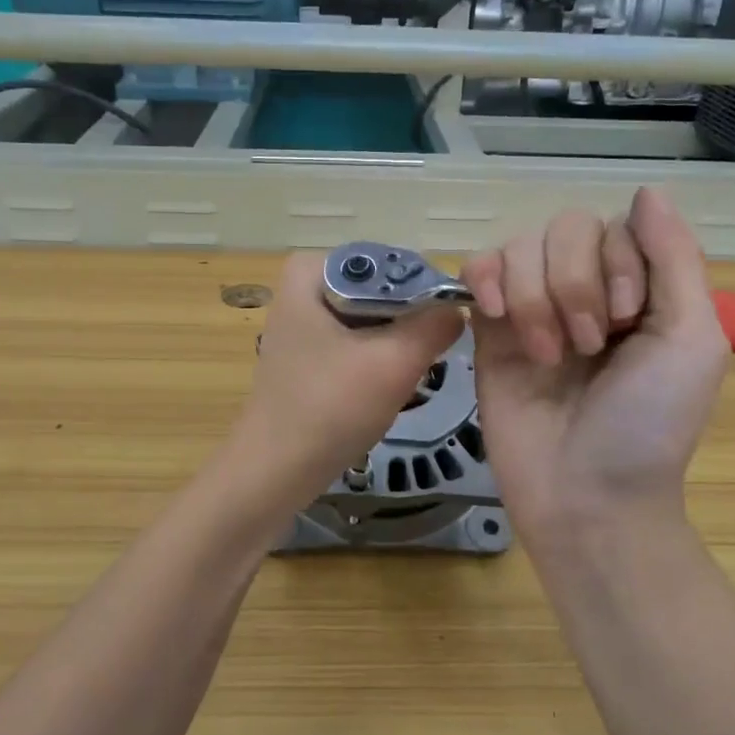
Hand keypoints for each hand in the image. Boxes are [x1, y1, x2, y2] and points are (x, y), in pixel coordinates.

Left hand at [233, 252, 463, 507]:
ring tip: (404, 376)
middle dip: (409, 323)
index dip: (426, 293)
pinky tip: (382, 388)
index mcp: (311, 268)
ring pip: (375, 318)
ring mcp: (304, 319)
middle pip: (384, 290)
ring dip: (397, 345)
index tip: (443, 331)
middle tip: (425, 359)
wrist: (275, 470)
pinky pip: (359, 340)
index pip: (392, 263)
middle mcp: (304, 284)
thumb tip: (458, 307)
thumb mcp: (393, 362)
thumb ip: (435, 324)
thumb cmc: (329, 408)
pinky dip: (378, 360)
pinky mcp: (309, 350)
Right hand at [463, 188, 727, 545]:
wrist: (586, 495)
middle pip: (564, 228)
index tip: (629, 323)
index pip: (615, 227)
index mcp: (638, 288)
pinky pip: (477, 270)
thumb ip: (675, 259)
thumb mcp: (692, 339)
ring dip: (535, 296)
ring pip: (519, 246)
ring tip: (548, 356)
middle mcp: (584, 289)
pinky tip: (496, 317)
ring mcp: (531, 307)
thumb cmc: (649, 424)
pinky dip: (486, 280)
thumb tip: (647, 190)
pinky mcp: (488, 330)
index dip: (618, 264)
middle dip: (574, 284)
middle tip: (588, 348)